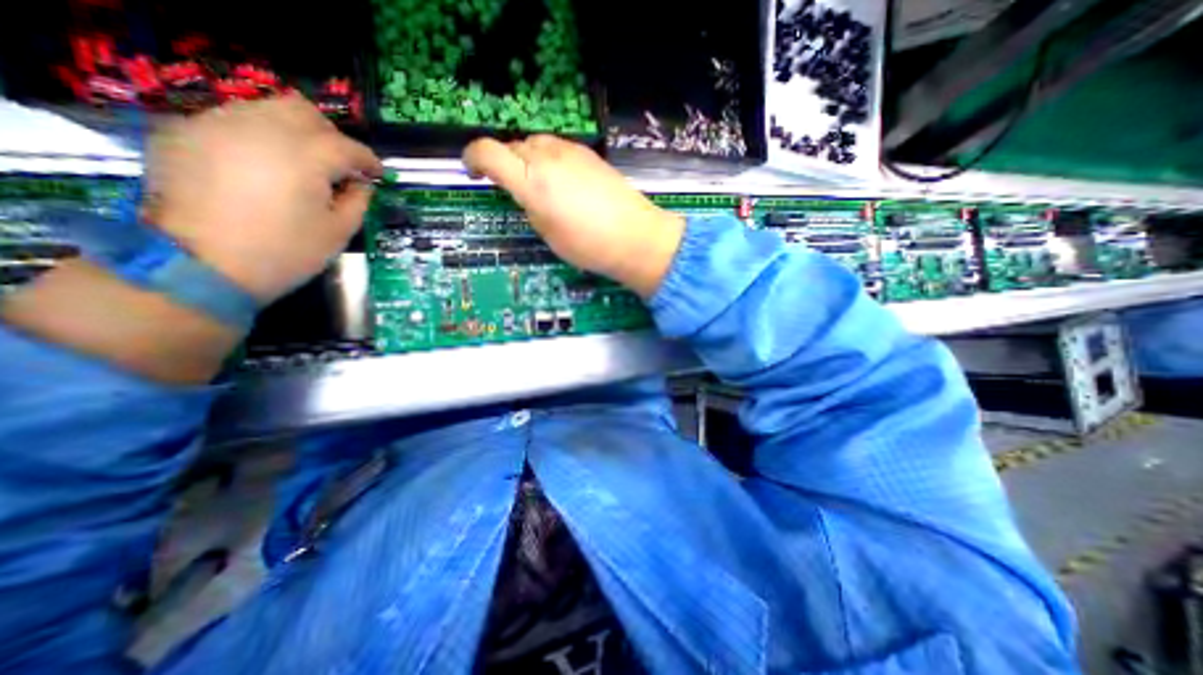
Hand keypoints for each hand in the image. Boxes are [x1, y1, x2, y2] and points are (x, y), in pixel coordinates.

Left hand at [144, 96, 383, 302]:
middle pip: (304, 111)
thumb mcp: (338, 232)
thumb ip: (357, 201)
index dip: (368, 159)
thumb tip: (361, 184)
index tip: (377, 173)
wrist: (200, 265)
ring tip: (303, 164)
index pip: (347, 146)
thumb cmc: (285, 252)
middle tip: (340, 163)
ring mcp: (218, 126)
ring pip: (266, 109)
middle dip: (330, 135)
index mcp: (305, 157)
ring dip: (294, 132)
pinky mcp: (187, 133)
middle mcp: (261, 129)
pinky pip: (234, 121)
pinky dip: (259, 137)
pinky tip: (265, 167)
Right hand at [461, 134, 684, 294]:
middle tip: (512, 186)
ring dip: (528, 159)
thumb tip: (526, 192)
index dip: (473, 158)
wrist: (634, 236)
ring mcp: (571, 152)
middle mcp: (547, 157)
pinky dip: (550, 160)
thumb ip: (530, 205)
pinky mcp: (590, 154)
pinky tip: (563, 181)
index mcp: (531, 181)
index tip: (473, 171)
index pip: (488, 152)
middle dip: (505, 163)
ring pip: (536, 144)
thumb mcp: (548, 234)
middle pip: (513, 147)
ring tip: (538, 184)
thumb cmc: (588, 245)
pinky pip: (558, 149)